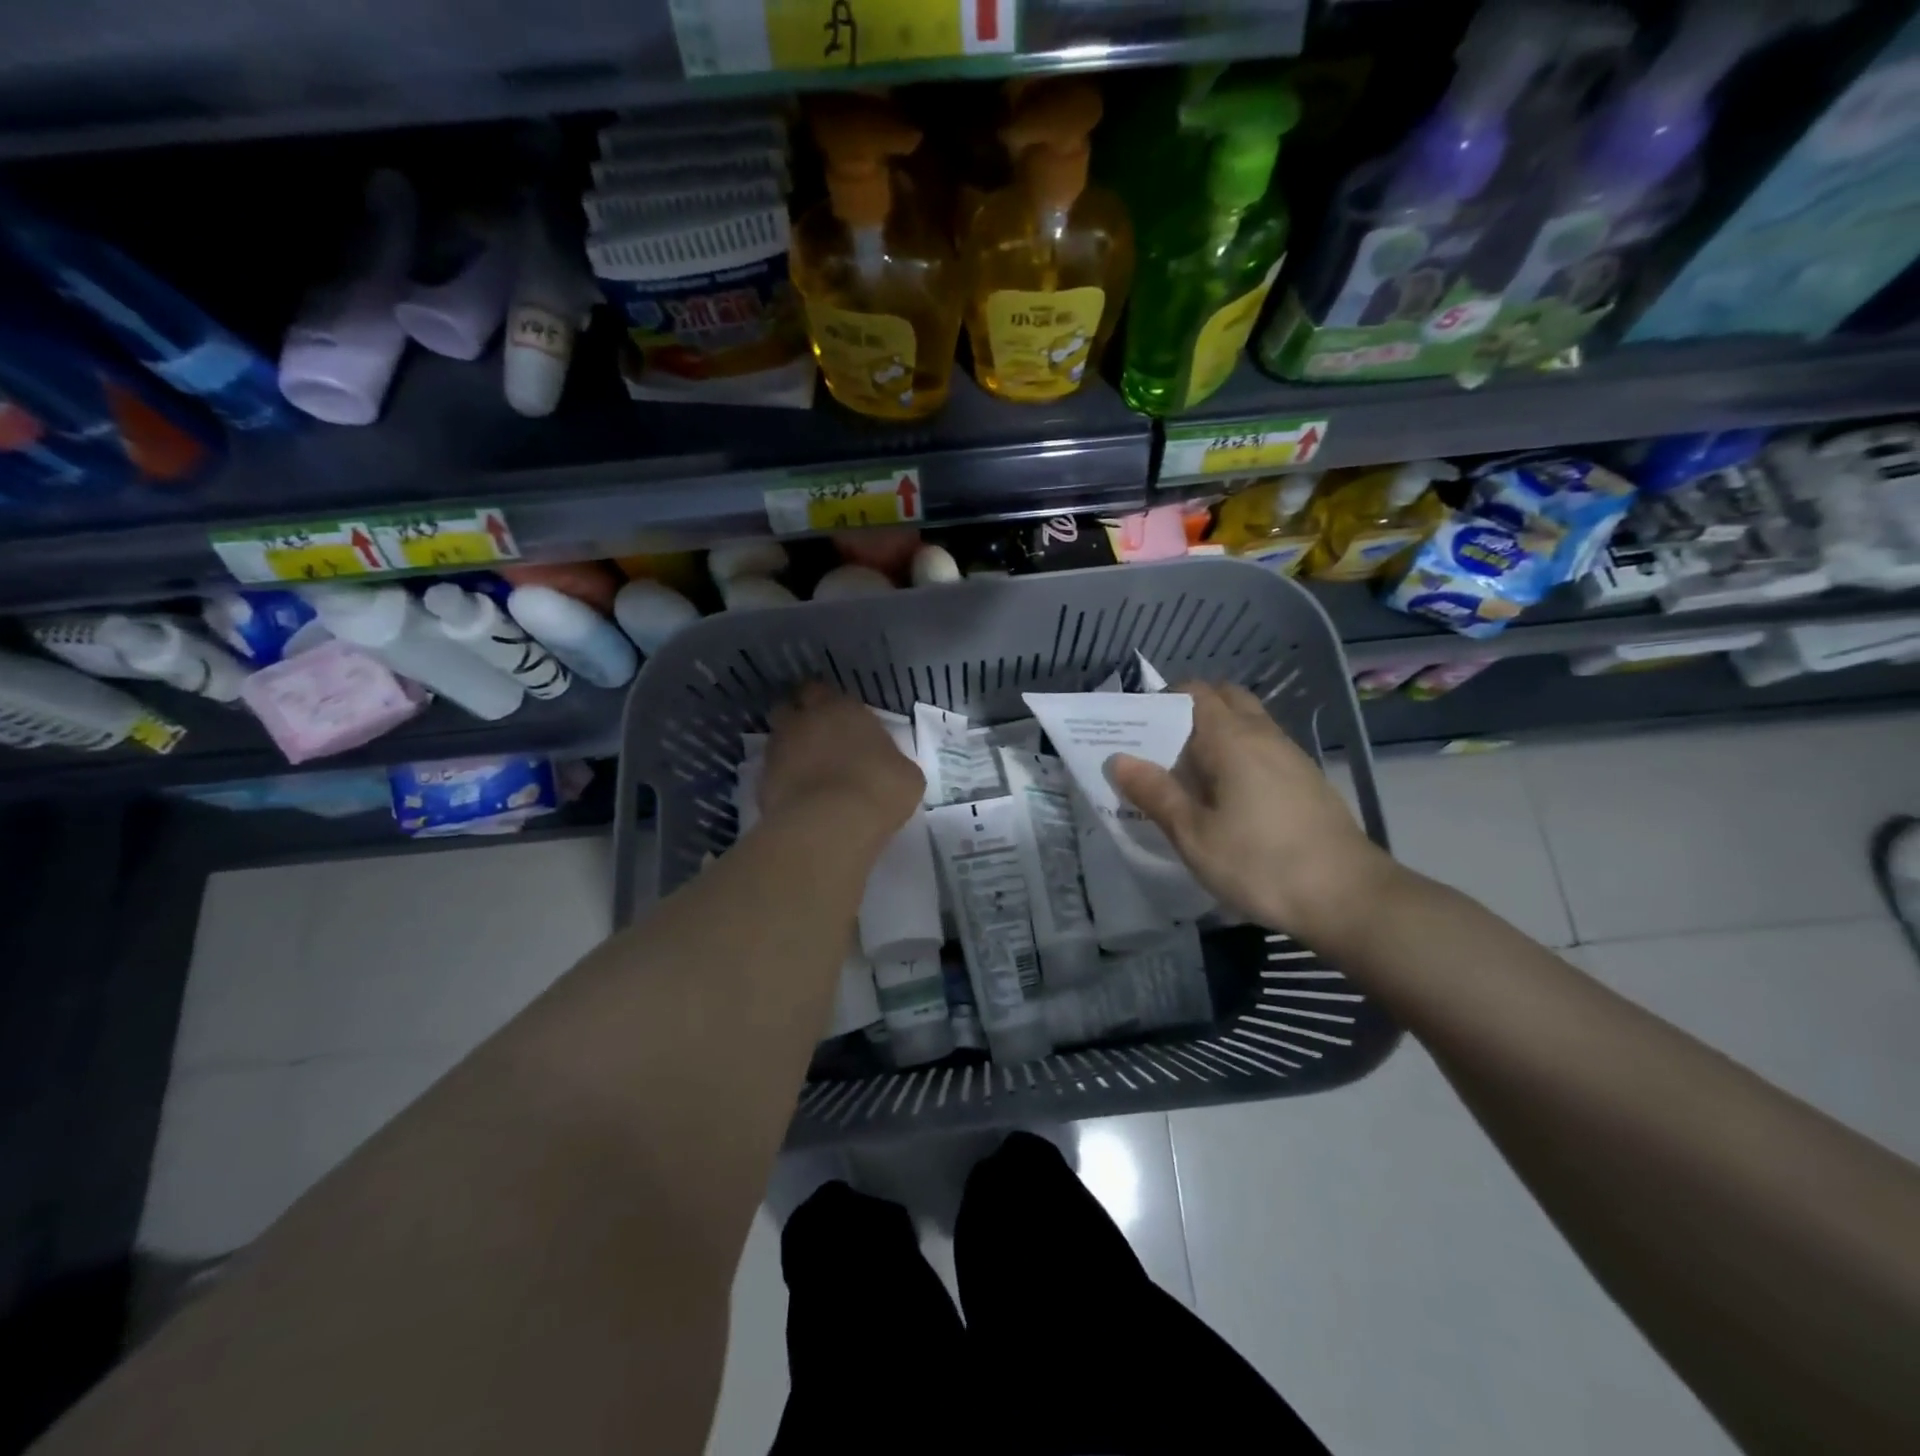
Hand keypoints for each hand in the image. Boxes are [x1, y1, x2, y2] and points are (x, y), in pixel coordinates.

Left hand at [761, 683, 923, 843]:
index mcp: (842, 708)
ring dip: (788, 748)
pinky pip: (771, 772)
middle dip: (798, 718)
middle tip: (815, 738)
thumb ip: (890, 760)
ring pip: (777, 739)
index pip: (819, 689)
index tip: (835, 717)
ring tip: (806, 769)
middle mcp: (805, 720)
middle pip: (789, 707)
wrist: (832, 824)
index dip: (824, 702)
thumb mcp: (906, 774)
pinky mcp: (762, 781)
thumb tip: (887, 765)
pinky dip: (781, 779)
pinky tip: (798, 795)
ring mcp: (778, 750)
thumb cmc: (879, 788)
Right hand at [1107, 682, 1397, 944]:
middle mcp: (1264, 736)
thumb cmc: (1261, 864)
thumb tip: (1119, 759)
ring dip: (1215, 734)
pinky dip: (1238, 754)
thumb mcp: (1195, 836)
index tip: (1138, 728)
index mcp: (1233, 739)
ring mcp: (1291, 756)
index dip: (1163, 701)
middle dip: (1190, 711)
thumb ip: (1156, 794)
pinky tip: (1226, 796)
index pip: (1195, 692)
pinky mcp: (1306, 780)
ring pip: (1247, 724)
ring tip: (1187, 774)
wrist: (1350, 897)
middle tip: (1161, 748)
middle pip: (1225, 699)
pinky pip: (1263, 748)